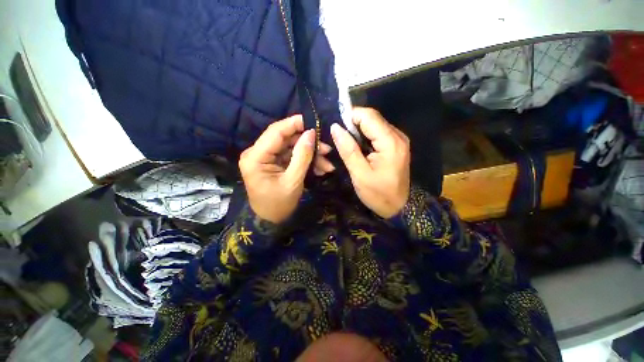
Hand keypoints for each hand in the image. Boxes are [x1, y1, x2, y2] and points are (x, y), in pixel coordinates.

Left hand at [239, 115, 334, 222]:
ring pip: (291, 148)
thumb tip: (311, 133)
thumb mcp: (293, 181)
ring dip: (310, 154)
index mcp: (256, 157)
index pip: (276, 132)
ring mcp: (266, 158)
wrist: (271, 221)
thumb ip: (302, 156)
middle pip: (286, 139)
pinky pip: (292, 157)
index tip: (314, 121)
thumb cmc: (278, 205)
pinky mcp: (274, 163)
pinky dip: (306, 161)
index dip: (295, 124)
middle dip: (308, 144)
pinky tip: (320, 168)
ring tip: (327, 164)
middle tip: (327, 149)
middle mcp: (257, 153)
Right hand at [331, 107, 409, 218]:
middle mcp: (398, 136)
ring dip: (358, 130)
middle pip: (373, 118)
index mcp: (391, 142)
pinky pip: (378, 133)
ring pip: (375, 124)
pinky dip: (365, 136)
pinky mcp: (396, 145)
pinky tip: (359, 148)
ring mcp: (398, 140)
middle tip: (340, 138)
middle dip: (353, 124)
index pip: (369, 116)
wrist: (398, 207)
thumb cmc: (378, 194)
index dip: (350, 117)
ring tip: (347, 144)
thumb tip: (335, 127)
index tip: (336, 129)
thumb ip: (348, 149)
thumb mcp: (359, 174)